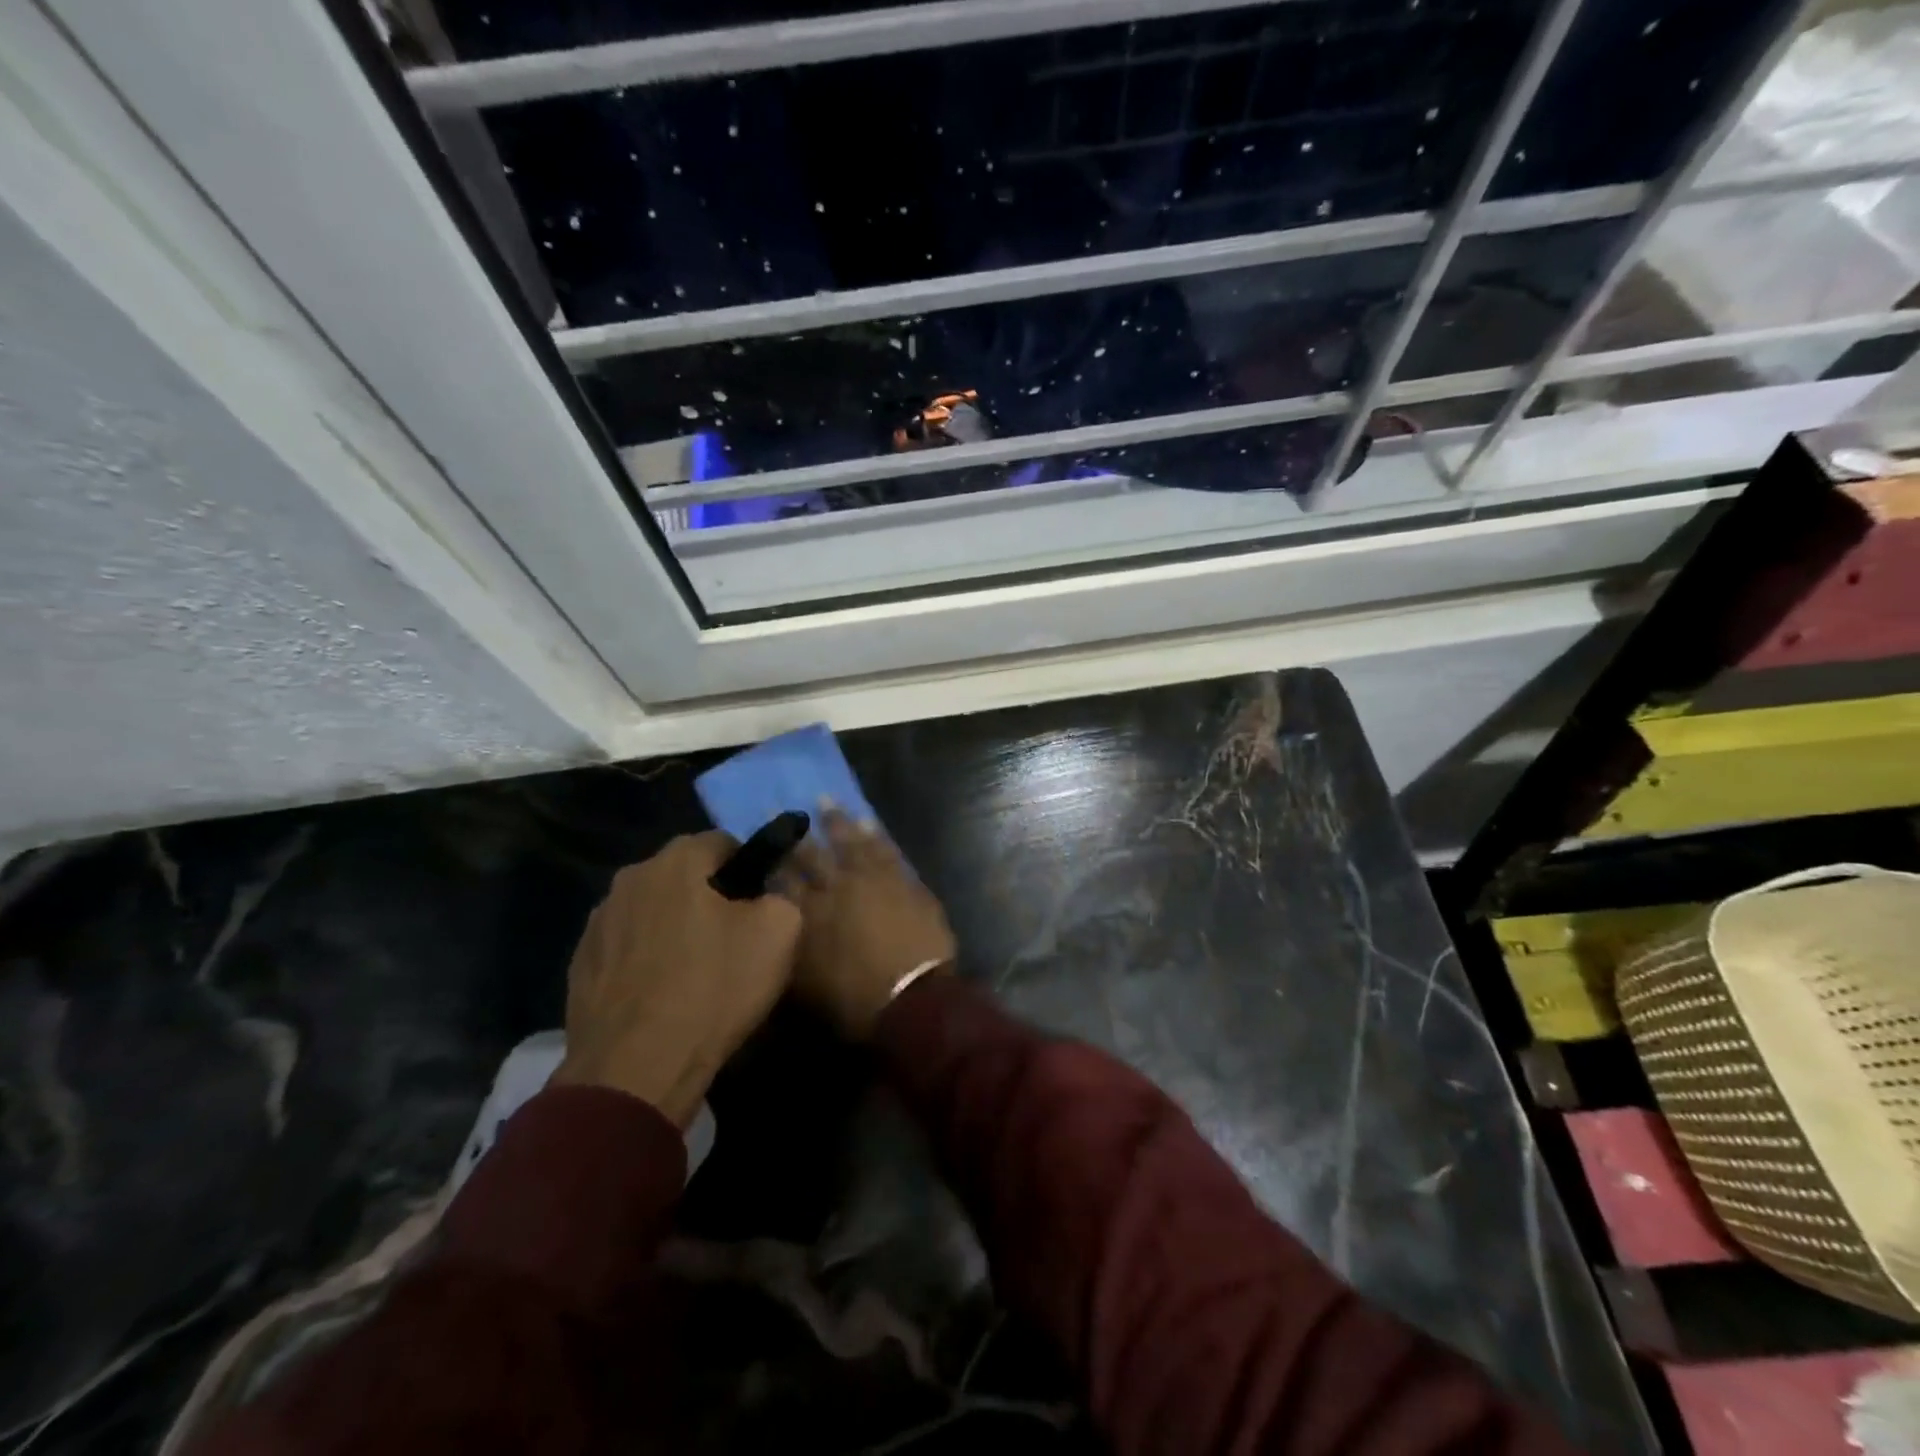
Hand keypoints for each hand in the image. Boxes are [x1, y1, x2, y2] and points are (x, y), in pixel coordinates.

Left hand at [552, 833, 800, 1126]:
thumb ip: (781, 895)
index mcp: (675, 862)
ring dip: (673, 928)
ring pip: (652, 912)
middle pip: (682, 876)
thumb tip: (766, 896)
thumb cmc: (713, 988)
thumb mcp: (779, 932)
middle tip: (733, 938)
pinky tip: (663, 995)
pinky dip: (646, 961)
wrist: (636, 1069)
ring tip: (696, 972)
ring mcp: (597, 924)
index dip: (748, 867)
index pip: (722, 841)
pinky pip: (627, 949)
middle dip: (708, 896)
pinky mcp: (579, 967)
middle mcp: (629, 880)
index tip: (760, 903)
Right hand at [782, 808, 956, 1039]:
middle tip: (787, 807)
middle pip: (814, 855)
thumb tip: (781, 926)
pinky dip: (876, 835)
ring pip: (852, 843)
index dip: (773, 861)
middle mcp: (838, 888)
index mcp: (810, 913)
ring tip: (827, 801)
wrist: (912, 998)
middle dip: (799, 834)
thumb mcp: (805, 984)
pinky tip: (869, 823)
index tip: (764, 844)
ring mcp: (874, 880)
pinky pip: (886, 850)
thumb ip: (791, 949)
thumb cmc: (854, 1000)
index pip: (784, 879)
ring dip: (839, 822)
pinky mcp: (904, 882)